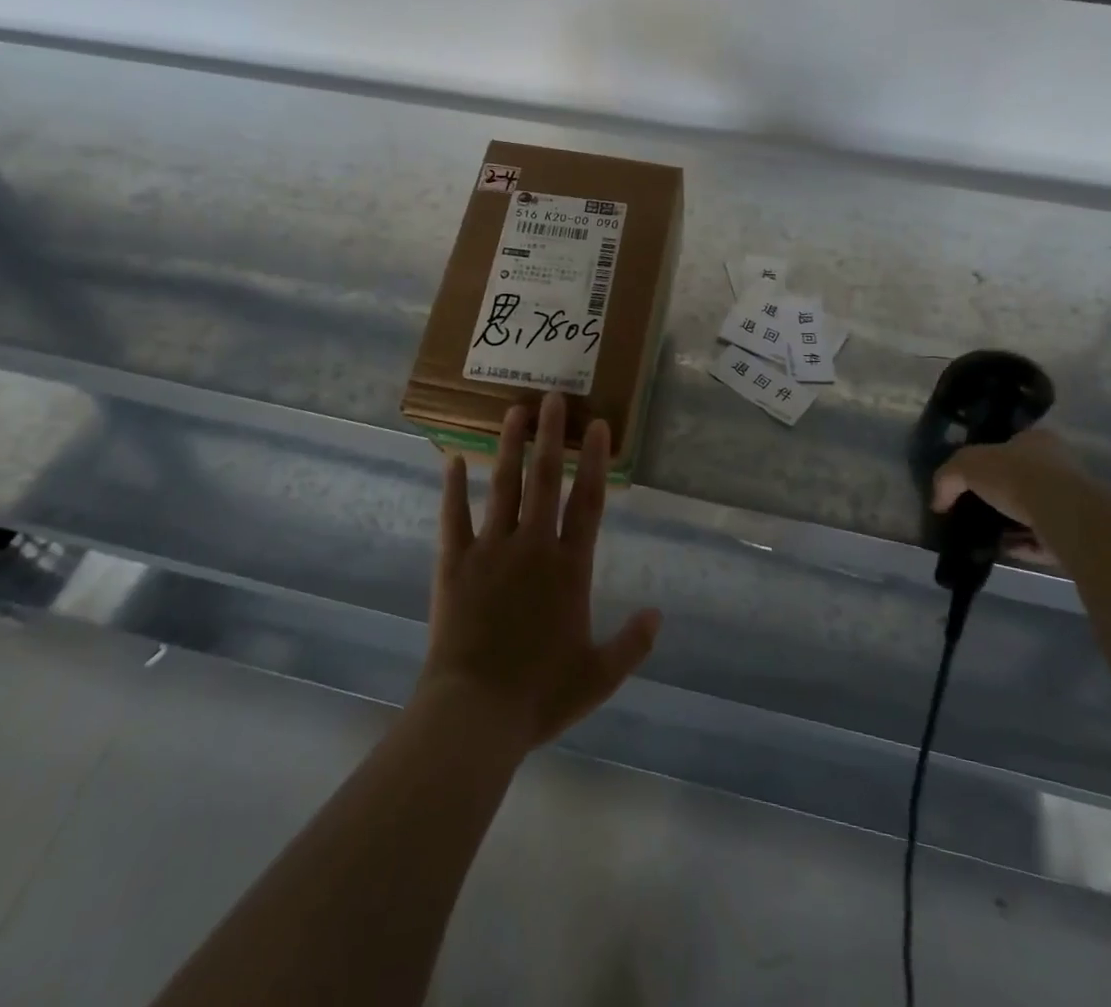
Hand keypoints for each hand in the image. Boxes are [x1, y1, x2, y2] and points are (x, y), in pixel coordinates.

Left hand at [416, 391, 661, 755]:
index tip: (598, 426)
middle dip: (551, 436)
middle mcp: (532, 547)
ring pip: (503, 486)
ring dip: (510, 447)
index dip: (596, 461)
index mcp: (569, 568)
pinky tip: (453, 459)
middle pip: (544, 480)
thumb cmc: (540, 695)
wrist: (475, 713)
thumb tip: (658, 614)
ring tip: (514, 411)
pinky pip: (453, 517)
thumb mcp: (599, 676)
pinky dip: (452, 488)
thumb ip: (632, 643)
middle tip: (553, 397)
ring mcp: (491, 550)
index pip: (588, 502)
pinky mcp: (454, 563)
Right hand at [931, 428, 1077, 538]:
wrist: (1061, 514)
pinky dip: (1022, 545)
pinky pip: (1042, 540)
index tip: (970, 479)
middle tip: (974, 508)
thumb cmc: (1015, 476)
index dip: (988, 460)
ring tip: (983, 534)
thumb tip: (937, 502)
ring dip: (1010, 524)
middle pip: (1022, 480)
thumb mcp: (966, 465)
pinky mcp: (1076, 533)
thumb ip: (947, 478)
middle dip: (999, 495)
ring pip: (1033, 512)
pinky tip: (1001, 550)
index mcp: (1037, 441)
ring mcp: (1071, 501)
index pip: (1010, 445)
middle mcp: (1059, 467)